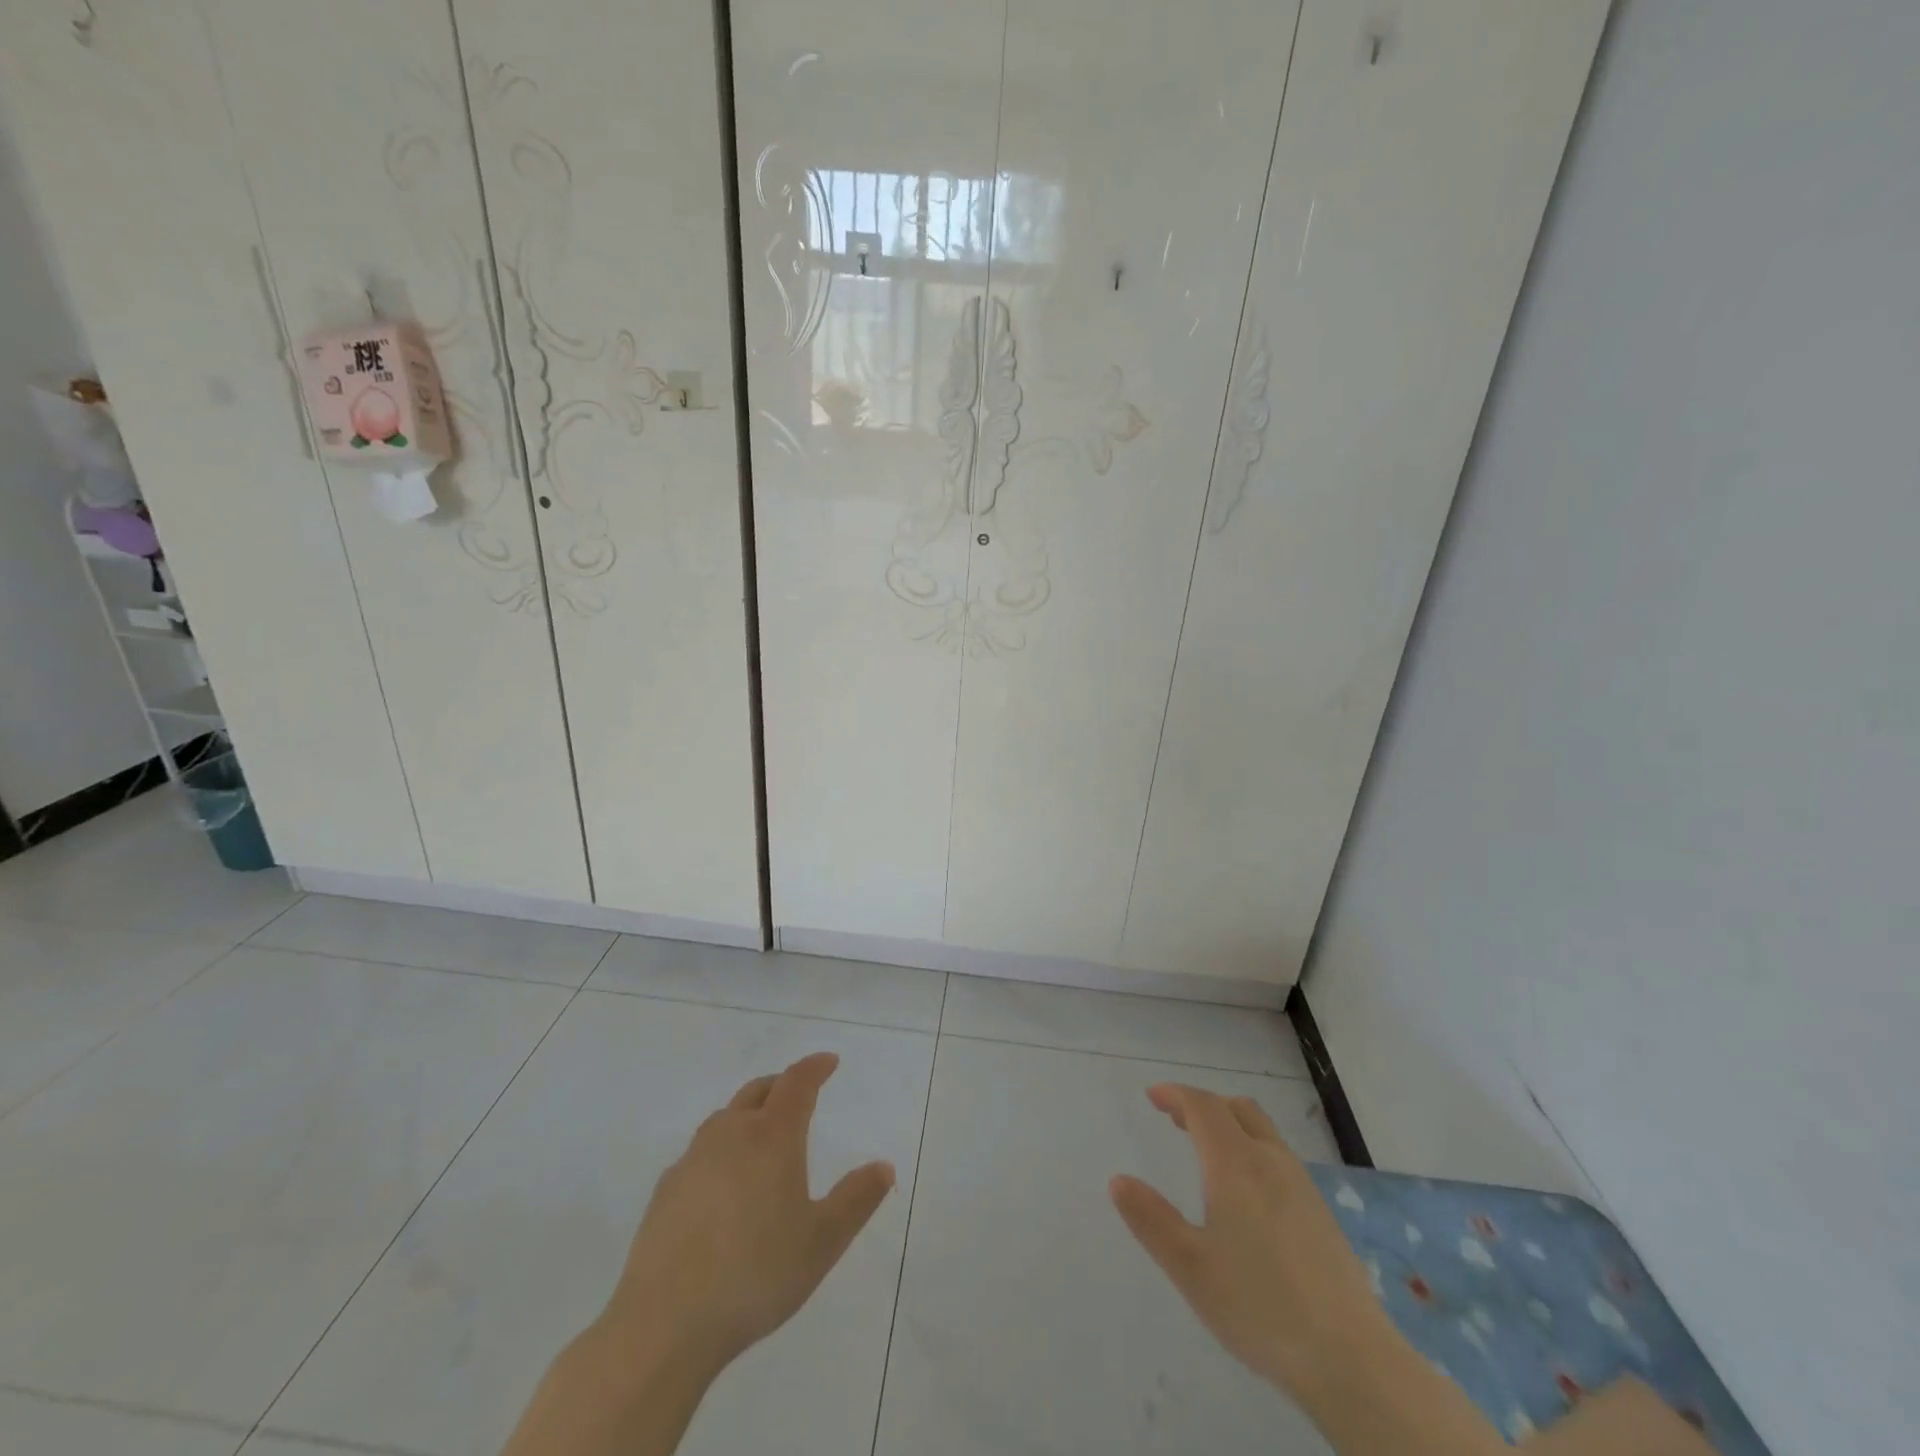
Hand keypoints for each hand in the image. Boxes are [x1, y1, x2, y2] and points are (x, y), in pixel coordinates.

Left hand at [605, 1051, 896, 1373]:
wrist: (665, 1322)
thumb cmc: (757, 1274)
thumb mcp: (822, 1241)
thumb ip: (856, 1200)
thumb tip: (884, 1167)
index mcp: (773, 1136)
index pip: (797, 1083)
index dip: (814, 1067)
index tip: (828, 1062)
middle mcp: (731, 1134)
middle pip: (758, 1091)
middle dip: (780, 1085)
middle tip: (796, 1094)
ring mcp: (692, 1160)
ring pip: (724, 1119)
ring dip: (747, 1115)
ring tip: (760, 1137)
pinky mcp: (665, 1191)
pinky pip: (699, 1154)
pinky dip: (718, 1152)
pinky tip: (720, 1186)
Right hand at [1109, 1084, 1388, 1396]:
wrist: (1351, 1358)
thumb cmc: (1259, 1306)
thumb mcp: (1190, 1267)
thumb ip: (1151, 1219)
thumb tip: (1118, 1181)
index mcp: (1236, 1164)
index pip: (1203, 1107)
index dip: (1176, 1095)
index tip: (1153, 1097)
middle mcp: (1271, 1161)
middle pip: (1237, 1109)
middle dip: (1204, 1105)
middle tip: (1177, 1120)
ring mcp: (1302, 1186)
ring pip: (1262, 1131)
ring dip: (1231, 1126)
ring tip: (1207, 1151)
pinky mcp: (1321, 1213)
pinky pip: (1279, 1158)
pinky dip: (1252, 1150)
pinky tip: (1247, 1194)